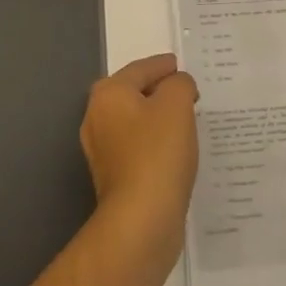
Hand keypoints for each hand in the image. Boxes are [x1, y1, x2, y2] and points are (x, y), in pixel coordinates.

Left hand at [80, 53, 199, 238]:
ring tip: (187, 119)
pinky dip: (156, 143)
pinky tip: (176, 149)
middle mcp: (97, 118)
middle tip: (188, 91)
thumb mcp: (176, 104)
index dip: (164, 65)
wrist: (141, 220)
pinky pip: (139, 148)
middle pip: (134, 94)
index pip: (141, 69)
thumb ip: (180, 84)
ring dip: (159, 119)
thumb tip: (178, 86)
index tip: (181, 66)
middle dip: (160, 91)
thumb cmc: (158, 153)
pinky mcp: (114, 178)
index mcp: (108, 94)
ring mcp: (103, 151)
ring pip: (136, 122)